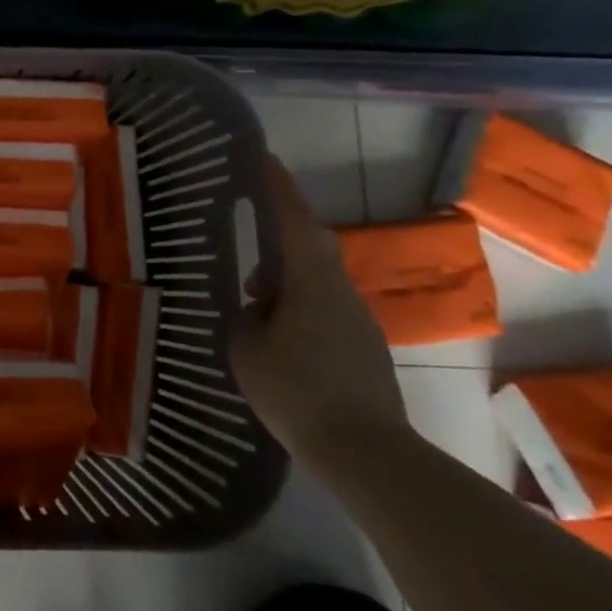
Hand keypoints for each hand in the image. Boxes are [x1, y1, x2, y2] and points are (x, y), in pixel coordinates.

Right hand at [229, 157, 408, 471]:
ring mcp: (356, 320)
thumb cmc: (297, 390)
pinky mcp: (362, 347)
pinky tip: (275, 333)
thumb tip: (254, 309)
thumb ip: (245, 319)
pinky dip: (297, 305)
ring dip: (285, 276)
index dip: (278, 187)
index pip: (294, 220)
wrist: (366, 451)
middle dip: (280, 230)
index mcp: (311, 281)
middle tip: (251, 223)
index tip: (264, 159)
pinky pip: (323, 308)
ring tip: (251, 292)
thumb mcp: (247, 350)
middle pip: (308, 246)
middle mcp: (339, 290)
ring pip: (315, 280)